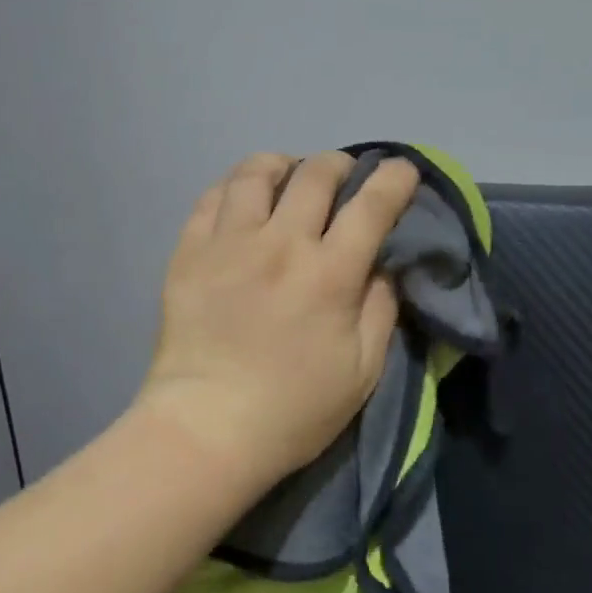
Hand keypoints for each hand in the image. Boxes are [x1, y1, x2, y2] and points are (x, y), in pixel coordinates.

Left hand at [137, 150, 421, 485]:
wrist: (206, 429)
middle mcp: (281, 244)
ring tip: (290, 175)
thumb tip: (383, 265)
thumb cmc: (294, 409)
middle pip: (316, 175)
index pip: (372, 205)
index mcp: (329, 274)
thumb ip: (380, 308)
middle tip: (345, 174)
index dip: (394, 178)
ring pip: (257, 173)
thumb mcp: (362, 370)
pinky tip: (244, 200)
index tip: (402, 170)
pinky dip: (236, 187)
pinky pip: (213, 197)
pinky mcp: (189, 253)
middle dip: (340, 164)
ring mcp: (229, 243)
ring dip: (284, 164)